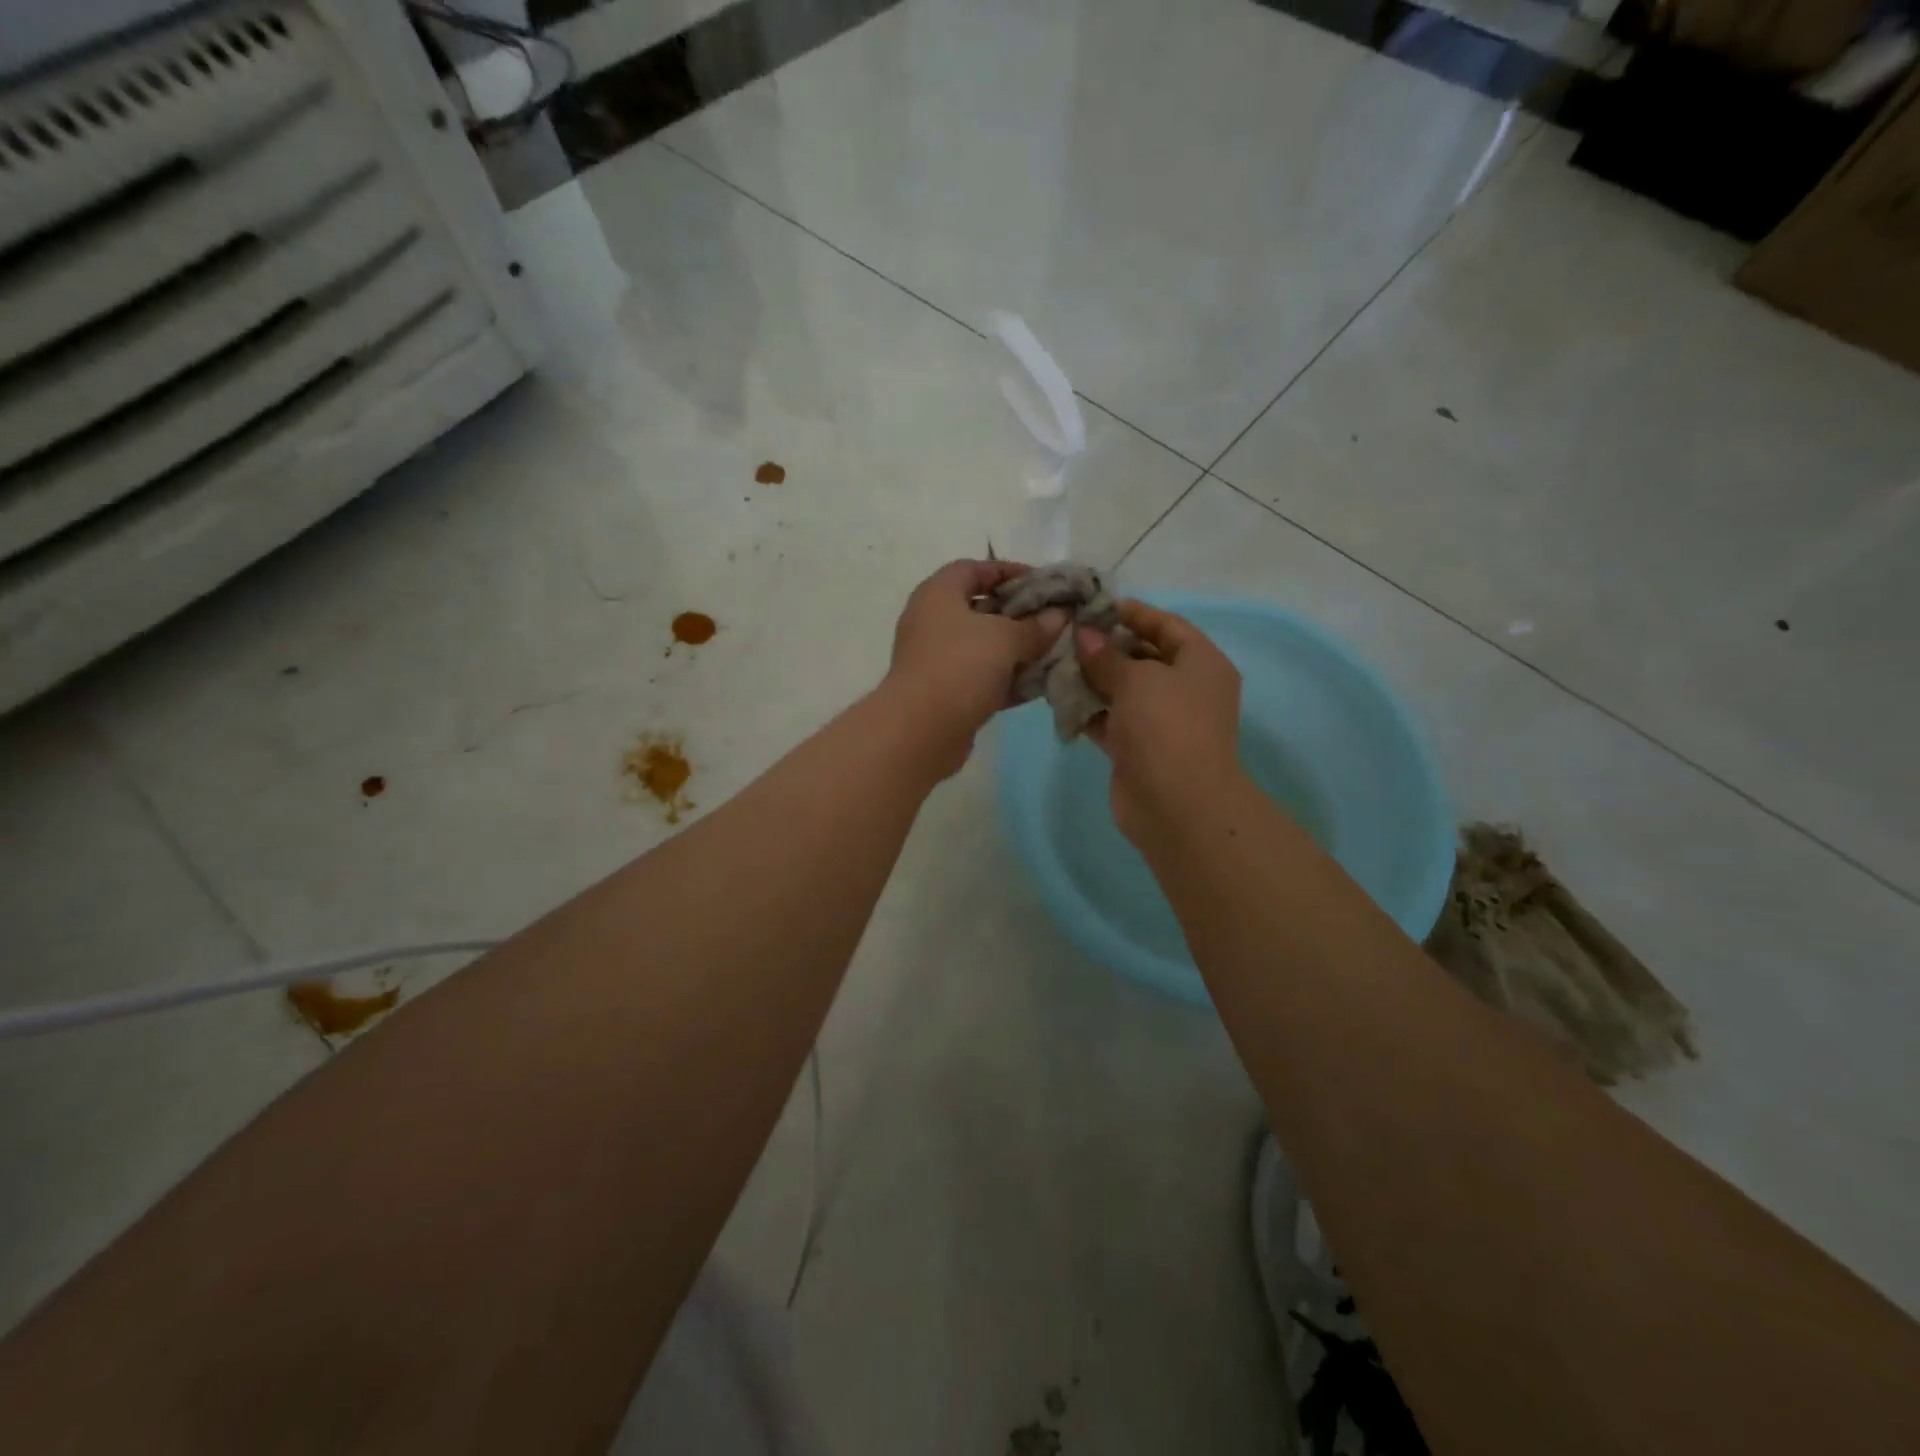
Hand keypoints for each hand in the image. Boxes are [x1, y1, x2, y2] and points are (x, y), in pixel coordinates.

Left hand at [884, 560, 1064, 775]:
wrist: (921, 730)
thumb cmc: (960, 666)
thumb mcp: (1005, 638)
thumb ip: (1035, 625)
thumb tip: (1058, 615)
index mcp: (938, 595)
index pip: (973, 569)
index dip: (1008, 571)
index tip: (1043, 582)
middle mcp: (933, 622)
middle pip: (981, 609)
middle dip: (1020, 614)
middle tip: (1054, 619)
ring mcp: (938, 660)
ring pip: (984, 647)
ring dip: (1018, 650)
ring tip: (1055, 651)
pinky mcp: (947, 693)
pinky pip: (983, 678)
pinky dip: (1009, 679)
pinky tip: (1041, 684)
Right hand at [1076, 601, 1243, 842]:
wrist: (1176, 804)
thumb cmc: (1166, 726)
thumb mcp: (1136, 679)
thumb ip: (1106, 655)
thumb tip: (1084, 633)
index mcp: (1201, 663)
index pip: (1168, 626)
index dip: (1134, 613)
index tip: (1095, 607)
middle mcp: (1186, 689)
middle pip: (1144, 657)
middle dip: (1106, 647)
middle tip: (1066, 635)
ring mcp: (1162, 722)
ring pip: (1123, 691)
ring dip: (1092, 679)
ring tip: (1055, 663)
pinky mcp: (1139, 749)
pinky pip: (1111, 720)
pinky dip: (1088, 711)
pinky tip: (1058, 698)